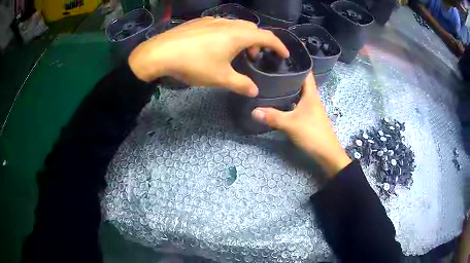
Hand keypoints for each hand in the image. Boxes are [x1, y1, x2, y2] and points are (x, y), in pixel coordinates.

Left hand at [128, 17, 288, 96]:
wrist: (160, 53)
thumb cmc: (194, 64)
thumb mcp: (220, 78)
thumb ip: (240, 84)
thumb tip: (254, 91)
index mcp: (238, 35)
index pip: (267, 37)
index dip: (278, 45)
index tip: (284, 54)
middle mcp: (228, 24)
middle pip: (252, 29)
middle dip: (258, 42)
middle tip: (253, 57)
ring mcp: (212, 21)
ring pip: (236, 26)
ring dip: (242, 38)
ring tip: (235, 52)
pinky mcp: (199, 22)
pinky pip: (221, 25)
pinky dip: (227, 34)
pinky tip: (216, 45)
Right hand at [251, 72, 350, 176]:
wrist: (327, 154)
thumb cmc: (313, 134)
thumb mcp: (291, 124)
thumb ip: (273, 117)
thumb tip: (253, 110)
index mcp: (311, 94)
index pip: (307, 72)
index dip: (297, 62)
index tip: (283, 55)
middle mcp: (312, 98)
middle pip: (301, 81)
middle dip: (288, 74)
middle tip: (271, 67)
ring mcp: (311, 108)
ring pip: (299, 93)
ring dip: (288, 87)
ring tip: (272, 81)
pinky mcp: (309, 117)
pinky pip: (297, 103)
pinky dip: (289, 99)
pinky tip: (279, 101)